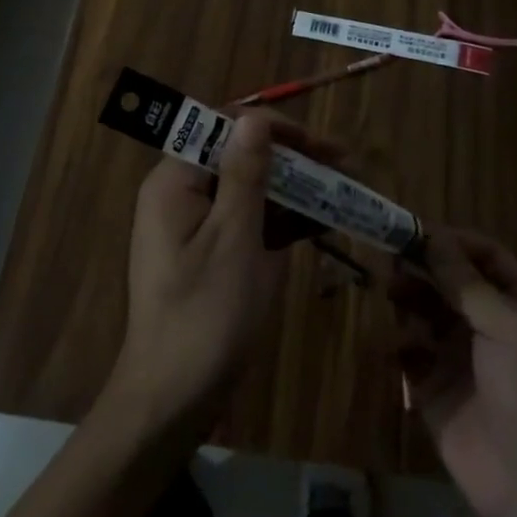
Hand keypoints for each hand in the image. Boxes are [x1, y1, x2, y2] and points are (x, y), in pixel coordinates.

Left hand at [105, 112, 339, 438]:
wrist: (171, 400)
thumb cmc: (205, 315)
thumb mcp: (234, 237)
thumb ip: (246, 173)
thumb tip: (254, 116)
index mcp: (175, 181)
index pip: (225, 128)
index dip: (274, 129)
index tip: (320, 144)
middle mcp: (180, 194)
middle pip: (240, 157)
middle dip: (292, 159)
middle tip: (344, 165)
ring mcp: (195, 226)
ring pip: (249, 190)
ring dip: (294, 189)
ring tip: (343, 189)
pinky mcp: (209, 253)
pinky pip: (247, 221)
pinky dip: (281, 220)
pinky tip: (321, 221)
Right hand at [392, 230, 516, 516]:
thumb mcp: (506, 324)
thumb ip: (466, 281)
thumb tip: (432, 237)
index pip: (483, 256)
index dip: (451, 241)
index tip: (414, 231)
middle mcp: (489, 322)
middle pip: (449, 281)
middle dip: (422, 267)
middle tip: (391, 257)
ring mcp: (460, 356)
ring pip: (426, 312)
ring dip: (408, 298)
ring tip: (391, 292)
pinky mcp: (435, 388)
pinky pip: (410, 354)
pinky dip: (397, 344)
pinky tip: (393, 346)